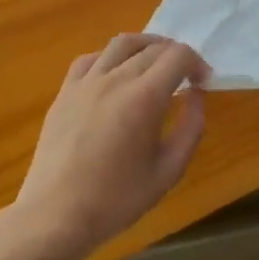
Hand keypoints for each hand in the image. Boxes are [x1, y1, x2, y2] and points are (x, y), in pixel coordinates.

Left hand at [5, 35, 210, 259]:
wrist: (55, 215)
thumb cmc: (117, 199)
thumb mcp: (168, 170)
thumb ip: (191, 129)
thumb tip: (196, 97)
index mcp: (145, 97)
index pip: (178, 56)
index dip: (197, 63)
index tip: (203, 83)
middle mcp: (116, 79)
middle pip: (153, 48)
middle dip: (176, 57)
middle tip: (186, 78)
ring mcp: (86, 83)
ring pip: (122, 43)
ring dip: (146, 46)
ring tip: (155, 64)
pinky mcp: (65, 92)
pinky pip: (91, 59)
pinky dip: (111, 58)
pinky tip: (116, 75)